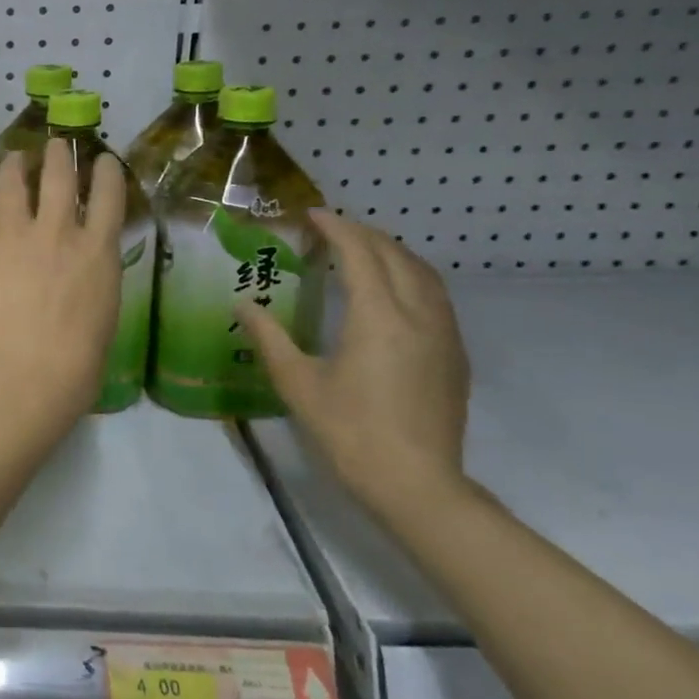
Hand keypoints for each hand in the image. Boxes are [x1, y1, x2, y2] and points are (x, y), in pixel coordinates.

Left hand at [0, 147, 125, 445]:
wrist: (21, 377)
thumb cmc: (74, 365)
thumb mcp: (102, 313)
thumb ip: (92, 276)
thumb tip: (80, 264)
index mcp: (97, 251)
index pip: (109, 193)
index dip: (105, 170)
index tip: (101, 160)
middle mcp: (57, 230)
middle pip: (58, 174)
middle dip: (58, 154)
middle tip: (54, 146)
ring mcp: (13, 234)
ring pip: (11, 182)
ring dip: (14, 164)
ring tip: (12, 158)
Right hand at [239, 210, 470, 528]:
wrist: (415, 484)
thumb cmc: (348, 431)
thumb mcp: (298, 383)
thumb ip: (270, 337)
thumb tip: (243, 304)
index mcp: (378, 317)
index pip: (360, 254)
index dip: (336, 229)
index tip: (312, 215)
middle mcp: (418, 316)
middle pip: (396, 256)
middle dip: (364, 234)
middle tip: (331, 229)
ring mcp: (444, 335)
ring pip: (424, 274)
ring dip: (392, 253)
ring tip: (361, 250)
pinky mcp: (454, 355)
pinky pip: (436, 297)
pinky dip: (411, 277)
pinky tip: (391, 291)